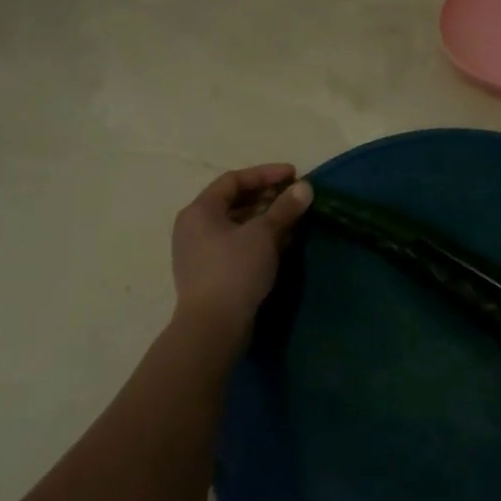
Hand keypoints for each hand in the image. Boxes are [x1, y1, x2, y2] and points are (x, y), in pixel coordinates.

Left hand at [170, 164, 312, 337]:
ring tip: (294, 218)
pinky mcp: (210, 273)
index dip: (265, 174)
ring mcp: (200, 252)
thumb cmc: (235, 271)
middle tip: (295, 196)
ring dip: (265, 219)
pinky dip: (259, 239)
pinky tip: (282, 243)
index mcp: (200, 210)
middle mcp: (194, 227)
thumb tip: (305, 188)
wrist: (213, 327)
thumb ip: (284, 208)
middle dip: (267, 197)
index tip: (294, 174)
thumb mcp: (263, 235)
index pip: (234, 180)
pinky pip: (237, 245)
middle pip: (234, 202)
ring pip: (237, 225)